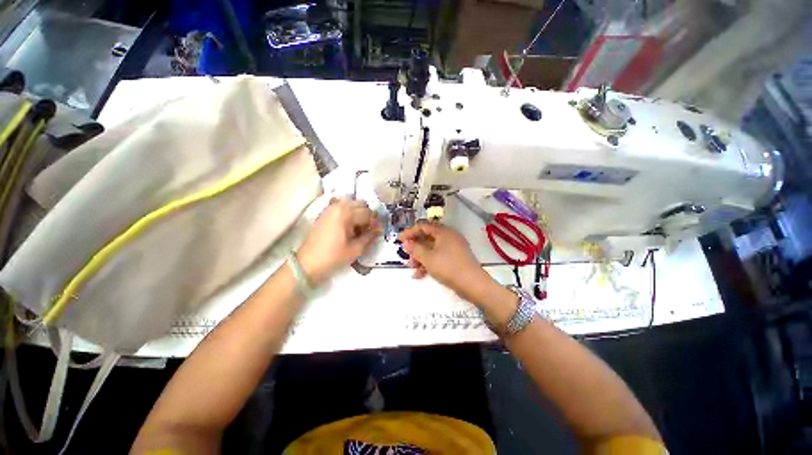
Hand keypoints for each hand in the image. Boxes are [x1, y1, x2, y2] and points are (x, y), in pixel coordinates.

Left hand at [297, 198, 380, 284]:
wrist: (307, 263)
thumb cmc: (333, 257)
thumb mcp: (356, 249)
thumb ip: (370, 236)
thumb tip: (379, 229)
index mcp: (346, 213)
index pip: (369, 213)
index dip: (376, 223)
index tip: (378, 232)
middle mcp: (339, 205)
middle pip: (361, 204)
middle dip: (368, 216)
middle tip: (368, 230)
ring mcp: (330, 208)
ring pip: (352, 203)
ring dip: (358, 213)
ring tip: (358, 228)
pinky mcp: (325, 213)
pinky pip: (342, 207)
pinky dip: (349, 213)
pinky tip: (348, 226)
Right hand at [400, 221, 497, 304]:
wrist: (472, 284)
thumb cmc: (448, 267)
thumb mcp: (428, 258)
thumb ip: (415, 249)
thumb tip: (406, 242)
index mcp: (443, 232)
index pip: (423, 226)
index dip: (410, 232)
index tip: (399, 240)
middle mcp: (449, 237)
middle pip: (427, 237)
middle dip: (415, 247)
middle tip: (406, 255)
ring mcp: (453, 248)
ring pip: (432, 249)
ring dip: (421, 257)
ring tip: (412, 267)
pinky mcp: (455, 259)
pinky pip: (438, 257)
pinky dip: (429, 263)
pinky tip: (420, 274)